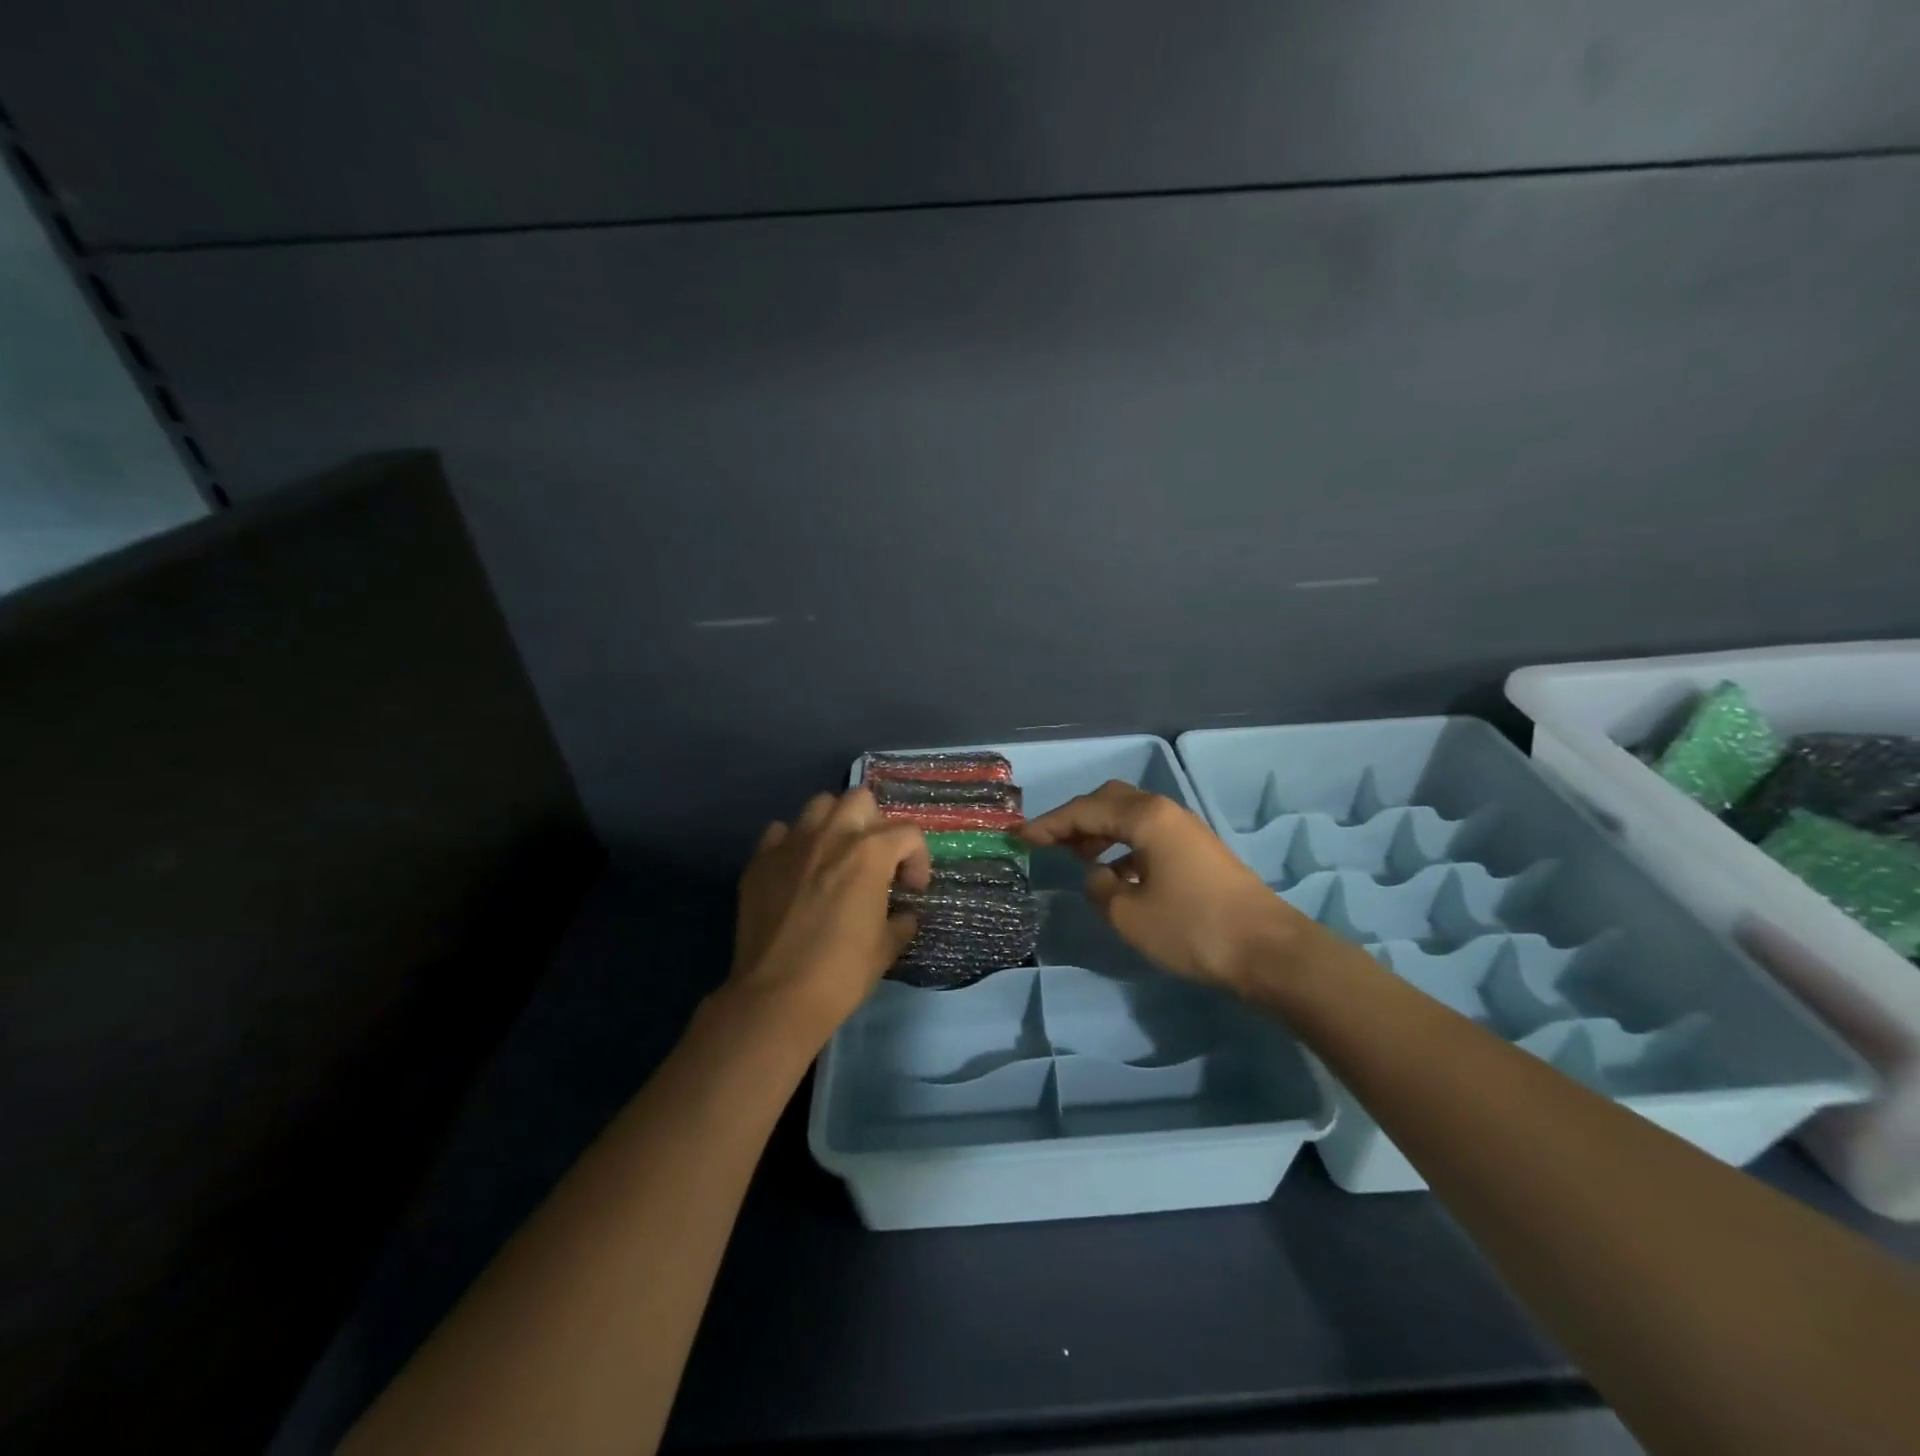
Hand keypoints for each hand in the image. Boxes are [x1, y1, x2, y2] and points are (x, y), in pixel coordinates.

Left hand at [728, 787, 931, 1043]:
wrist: (775, 997)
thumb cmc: (841, 974)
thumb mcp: (885, 950)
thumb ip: (900, 922)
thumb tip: (903, 915)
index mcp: (870, 853)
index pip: (908, 833)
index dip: (918, 859)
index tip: (912, 889)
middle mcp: (831, 836)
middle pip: (860, 799)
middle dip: (875, 824)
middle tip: (875, 860)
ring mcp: (791, 844)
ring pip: (819, 805)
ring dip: (835, 823)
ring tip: (837, 855)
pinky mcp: (760, 861)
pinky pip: (781, 832)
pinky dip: (794, 843)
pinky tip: (798, 870)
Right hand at [1022, 780, 1312, 993]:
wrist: (1268, 951)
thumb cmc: (1192, 928)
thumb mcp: (1129, 915)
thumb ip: (1099, 888)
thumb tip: (1096, 874)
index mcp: (1145, 817)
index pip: (1084, 810)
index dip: (1048, 824)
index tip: (1020, 837)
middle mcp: (1165, 812)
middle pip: (1109, 800)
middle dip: (1075, 819)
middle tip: (1049, 842)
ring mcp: (1185, 830)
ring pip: (1130, 817)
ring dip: (1100, 832)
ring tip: (1077, 857)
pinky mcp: (1197, 851)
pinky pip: (1148, 835)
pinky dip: (1123, 846)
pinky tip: (1116, 874)